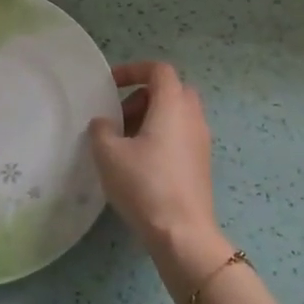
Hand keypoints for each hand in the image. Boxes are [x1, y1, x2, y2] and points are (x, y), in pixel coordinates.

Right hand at [89, 62, 226, 264]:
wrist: (182, 233)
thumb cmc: (144, 185)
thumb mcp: (108, 154)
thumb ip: (101, 129)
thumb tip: (105, 123)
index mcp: (173, 105)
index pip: (159, 70)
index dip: (134, 70)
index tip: (111, 85)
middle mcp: (193, 117)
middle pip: (171, 90)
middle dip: (143, 97)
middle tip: (119, 117)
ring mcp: (201, 142)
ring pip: (177, 115)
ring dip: (151, 119)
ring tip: (124, 143)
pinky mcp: (201, 164)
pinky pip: (181, 136)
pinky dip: (161, 137)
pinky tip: (139, 163)